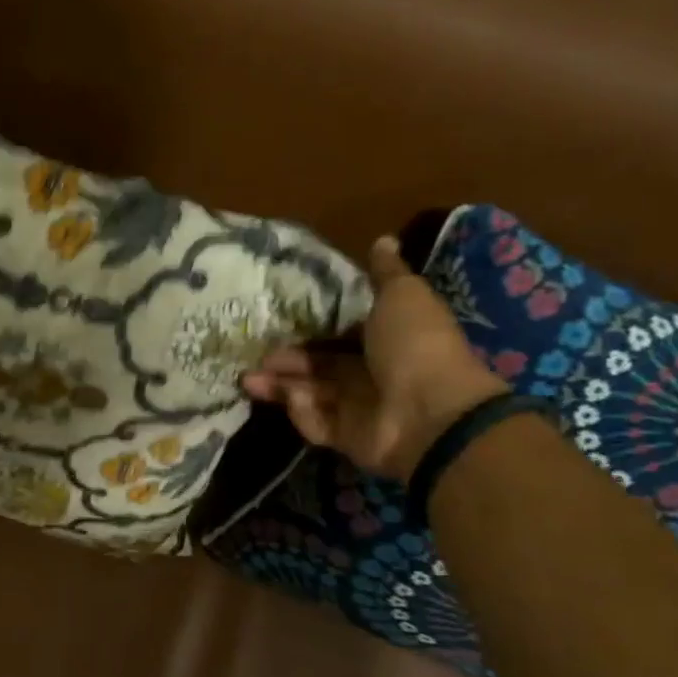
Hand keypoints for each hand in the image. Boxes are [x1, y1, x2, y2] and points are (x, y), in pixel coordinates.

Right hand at [243, 236, 507, 482]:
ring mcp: (357, 407)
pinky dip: (302, 411)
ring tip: (248, 379)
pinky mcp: (345, 437)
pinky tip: (294, 398)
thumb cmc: (414, 345)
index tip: (276, 318)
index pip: (340, 330)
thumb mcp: (402, 296)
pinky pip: (314, 422)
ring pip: (308, 392)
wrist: (429, 413)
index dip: (310, 325)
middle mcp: (369, 372)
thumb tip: (383, 239)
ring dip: (279, 385)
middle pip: (317, 364)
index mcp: (384, 337)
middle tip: (255, 352)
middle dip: (285, 358)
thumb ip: (385, 273)